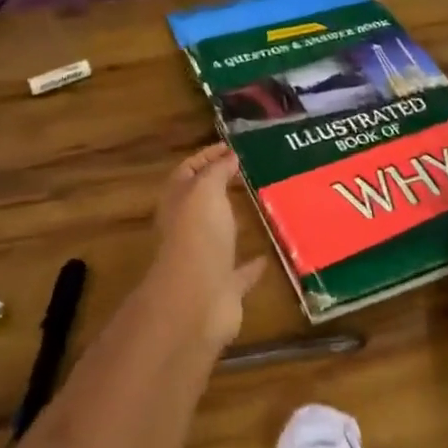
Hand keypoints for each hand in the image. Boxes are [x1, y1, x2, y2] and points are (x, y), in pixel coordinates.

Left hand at [147, 145, 267, 349]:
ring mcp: (205, 261)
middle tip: (249, 173)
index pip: (188, 171)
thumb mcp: (205, 190)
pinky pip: (239, 273)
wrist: (197, 301)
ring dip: (234, 225)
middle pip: (201, 204)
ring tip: (260, 207)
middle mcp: (188, 230)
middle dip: (220, 188)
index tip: (231, 147)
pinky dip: (251, 265)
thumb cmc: (198, 236)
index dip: (206, 156)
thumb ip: (216, 171)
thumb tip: (228, 156)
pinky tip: (268, 255)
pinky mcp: (224, 289)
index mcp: (178, 203)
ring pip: (220, 237)